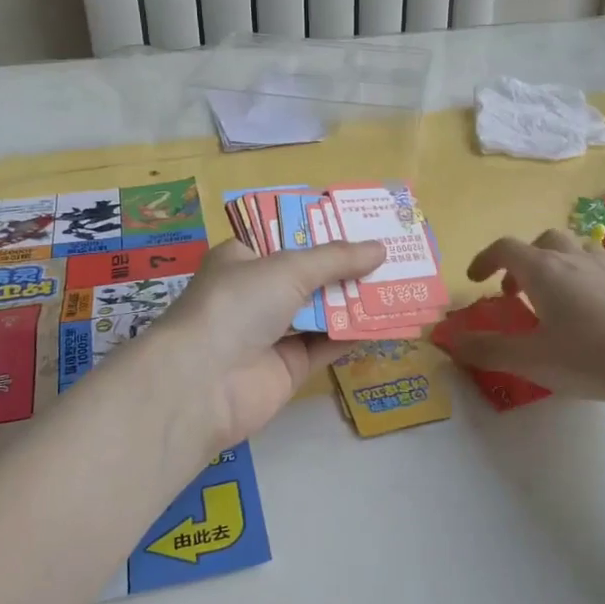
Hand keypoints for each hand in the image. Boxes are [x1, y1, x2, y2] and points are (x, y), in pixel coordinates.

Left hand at [145, 238, 385, 452]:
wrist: (204, 383)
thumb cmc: (237, 305)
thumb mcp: (287, 268)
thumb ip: (336, 259)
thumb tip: (380, 249)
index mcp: (243, 260)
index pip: (284, 237)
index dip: (321, 229)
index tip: (359, 221)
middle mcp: (257, 294)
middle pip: (309, 275)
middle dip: (347, 265)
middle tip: (391, 251)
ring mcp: (273, 333)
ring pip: (323, 310)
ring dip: (356, 299)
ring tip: (400, 281)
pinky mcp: (290, 367)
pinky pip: (329, 345)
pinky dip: (356, 334)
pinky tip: (388, 321)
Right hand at [439, 230, 604, 404]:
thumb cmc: (588, 357)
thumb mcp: (530, 359)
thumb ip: (487, 349)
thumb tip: (448, 342)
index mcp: (543, 269)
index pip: (506, 248)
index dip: (485, 260)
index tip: (475, 281)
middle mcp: (573, 260)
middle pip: (542, 240)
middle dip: (522, 261)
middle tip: (514, 293)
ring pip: (574, 249)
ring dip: (554, 263)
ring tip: (550, 297)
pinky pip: (596, 268)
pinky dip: (580, 278)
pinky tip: (584, 312)